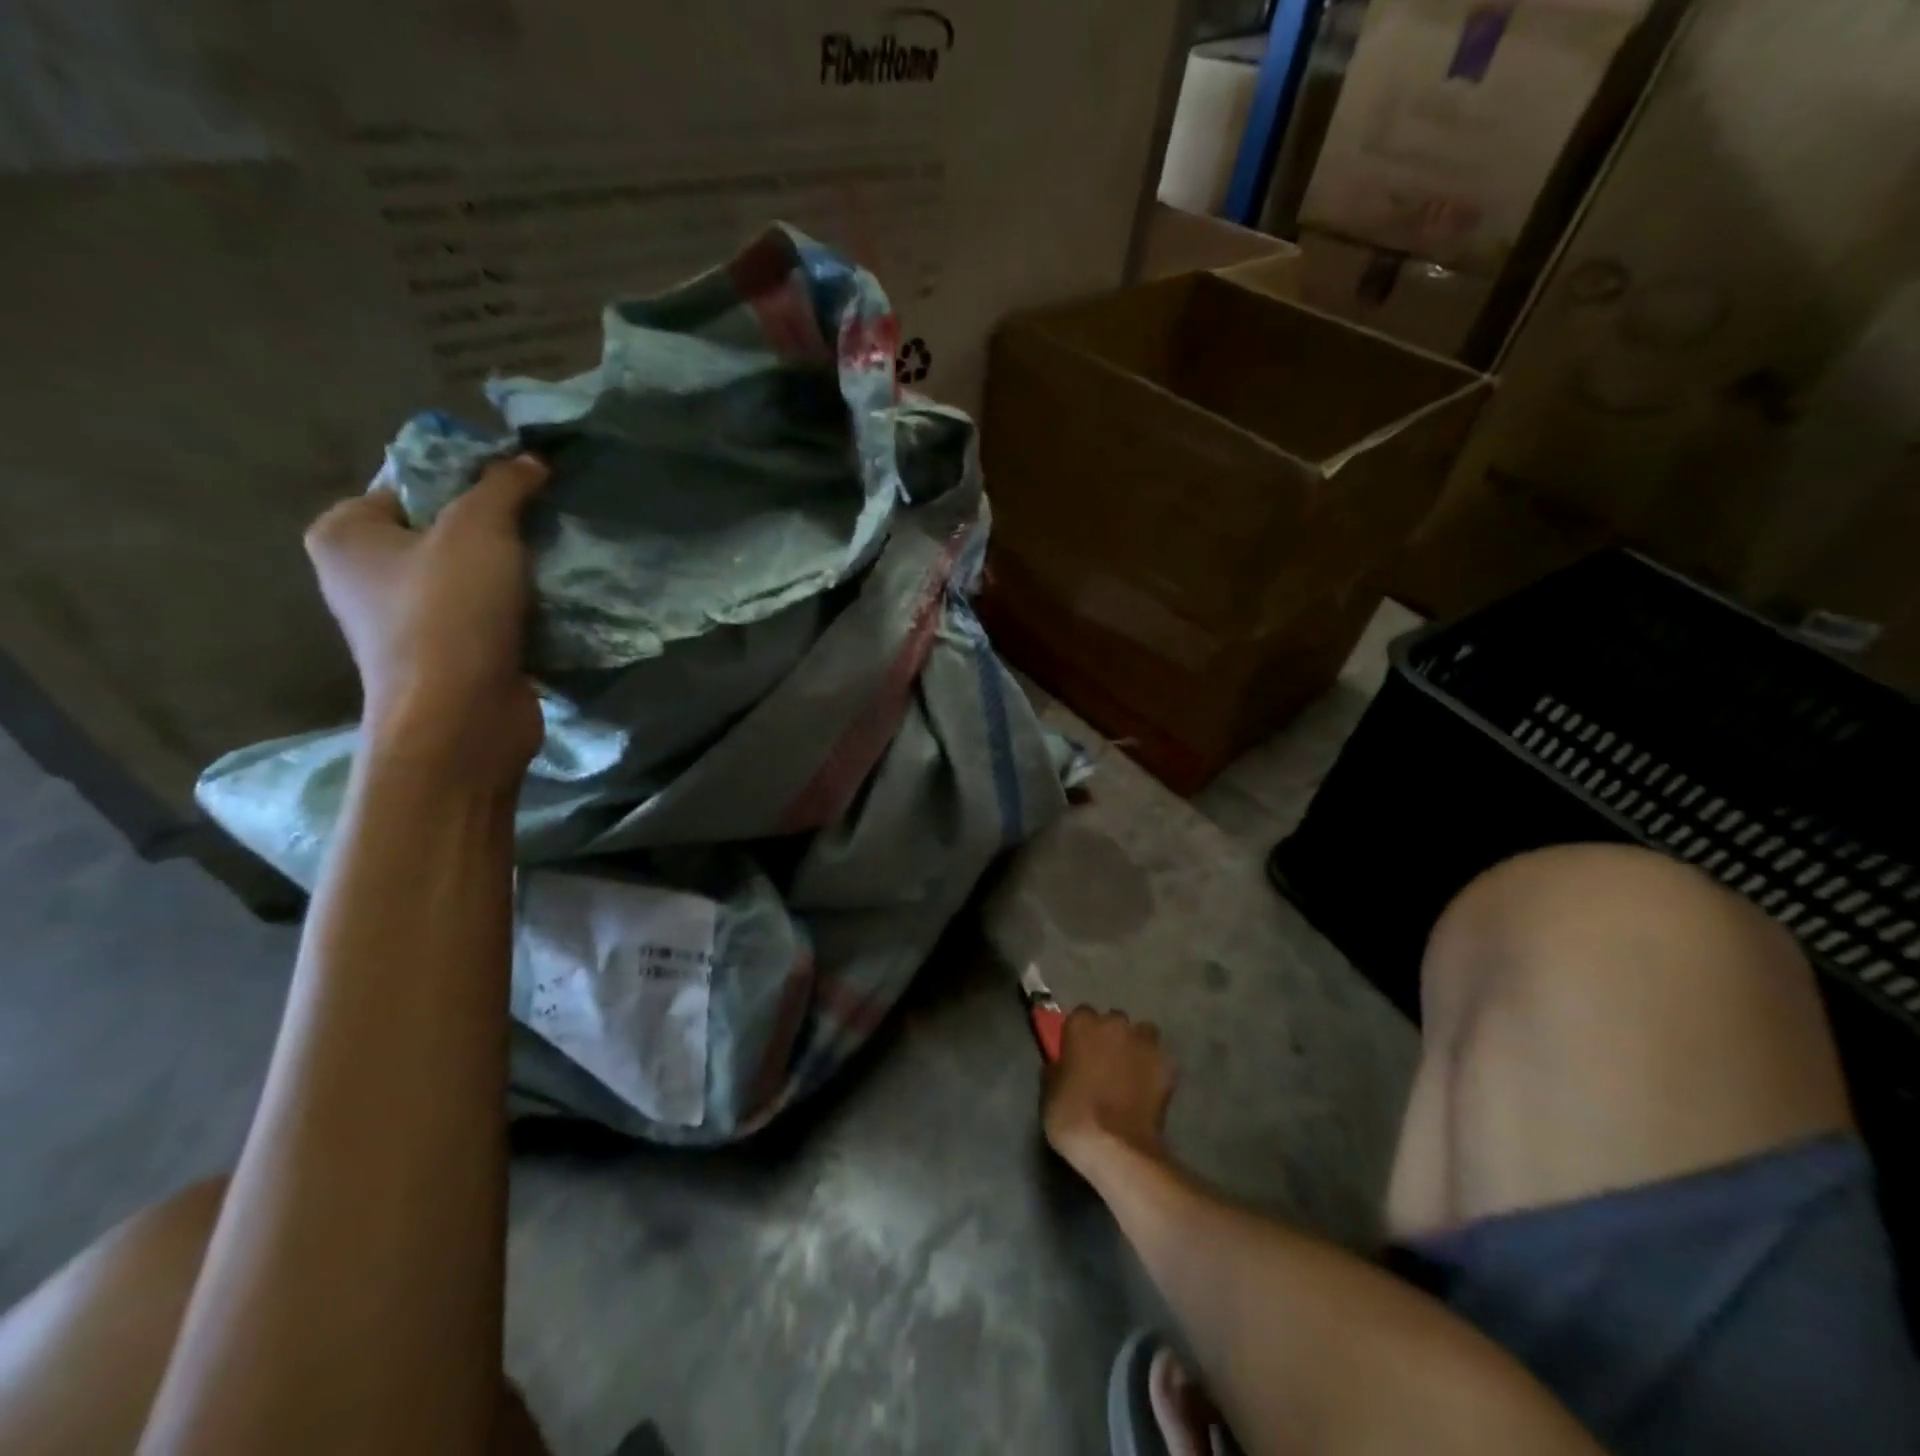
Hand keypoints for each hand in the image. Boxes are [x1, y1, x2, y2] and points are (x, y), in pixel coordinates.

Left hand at [303, 454, 548, 782]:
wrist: (462, 719)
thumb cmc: (451, 614)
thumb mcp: (479, 529)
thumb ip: (504, 486)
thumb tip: (531, 460)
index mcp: (348, 532)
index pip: (413, 480)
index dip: (471, 474)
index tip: (525, 481)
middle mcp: (367, 574)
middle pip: (447, 526)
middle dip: (502, 523)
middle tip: (548, 518)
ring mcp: (409, 619)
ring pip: (475, 572)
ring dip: (518, 567)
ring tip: (560, 556)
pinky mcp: (451, 653)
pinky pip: (491, 612)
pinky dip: (522, 605)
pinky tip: (557, 599)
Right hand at [1043, 1007, 1175, 1178]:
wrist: (1115, 1147)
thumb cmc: (1072, 1116)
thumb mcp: (1049, 1092)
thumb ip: (1058, 1068)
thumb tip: (1064, 1064)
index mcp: (1082, 1024)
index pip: (1081, 1015)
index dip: (1081, 1034)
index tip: (1078, 1052)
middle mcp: (1114, 1023)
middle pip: (1114, 1021)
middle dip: (1111, 1036)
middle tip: (1105, 1063)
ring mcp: (1144, 1042)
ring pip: (1143, 1034)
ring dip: (1137, 1047)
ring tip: (1132, 1072)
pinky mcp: (1167, 1065)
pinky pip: (1160, 1059)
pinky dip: (1155, 1069)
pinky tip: (1149, 1089)